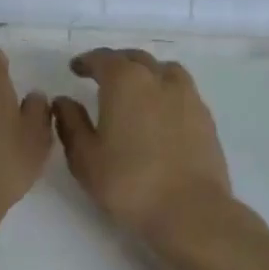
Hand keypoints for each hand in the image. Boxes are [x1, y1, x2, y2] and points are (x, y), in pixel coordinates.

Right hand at [53, 49, 234, 244]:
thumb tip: (63, 101)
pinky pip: (181, 90)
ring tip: (136, 88)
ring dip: (146, 72)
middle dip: (116, 63)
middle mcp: (158, 79)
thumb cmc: (129, 182)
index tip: (76, 68)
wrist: (190, 210)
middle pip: (135, 58)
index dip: (87, 61)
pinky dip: (166, 91)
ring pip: (164, 70)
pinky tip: (160, 112)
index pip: (103, 58)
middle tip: (102, 76)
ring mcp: (187, 96)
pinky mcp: (205, 117)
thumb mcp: (85, 157)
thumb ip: (71, 123)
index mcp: (125, 81)